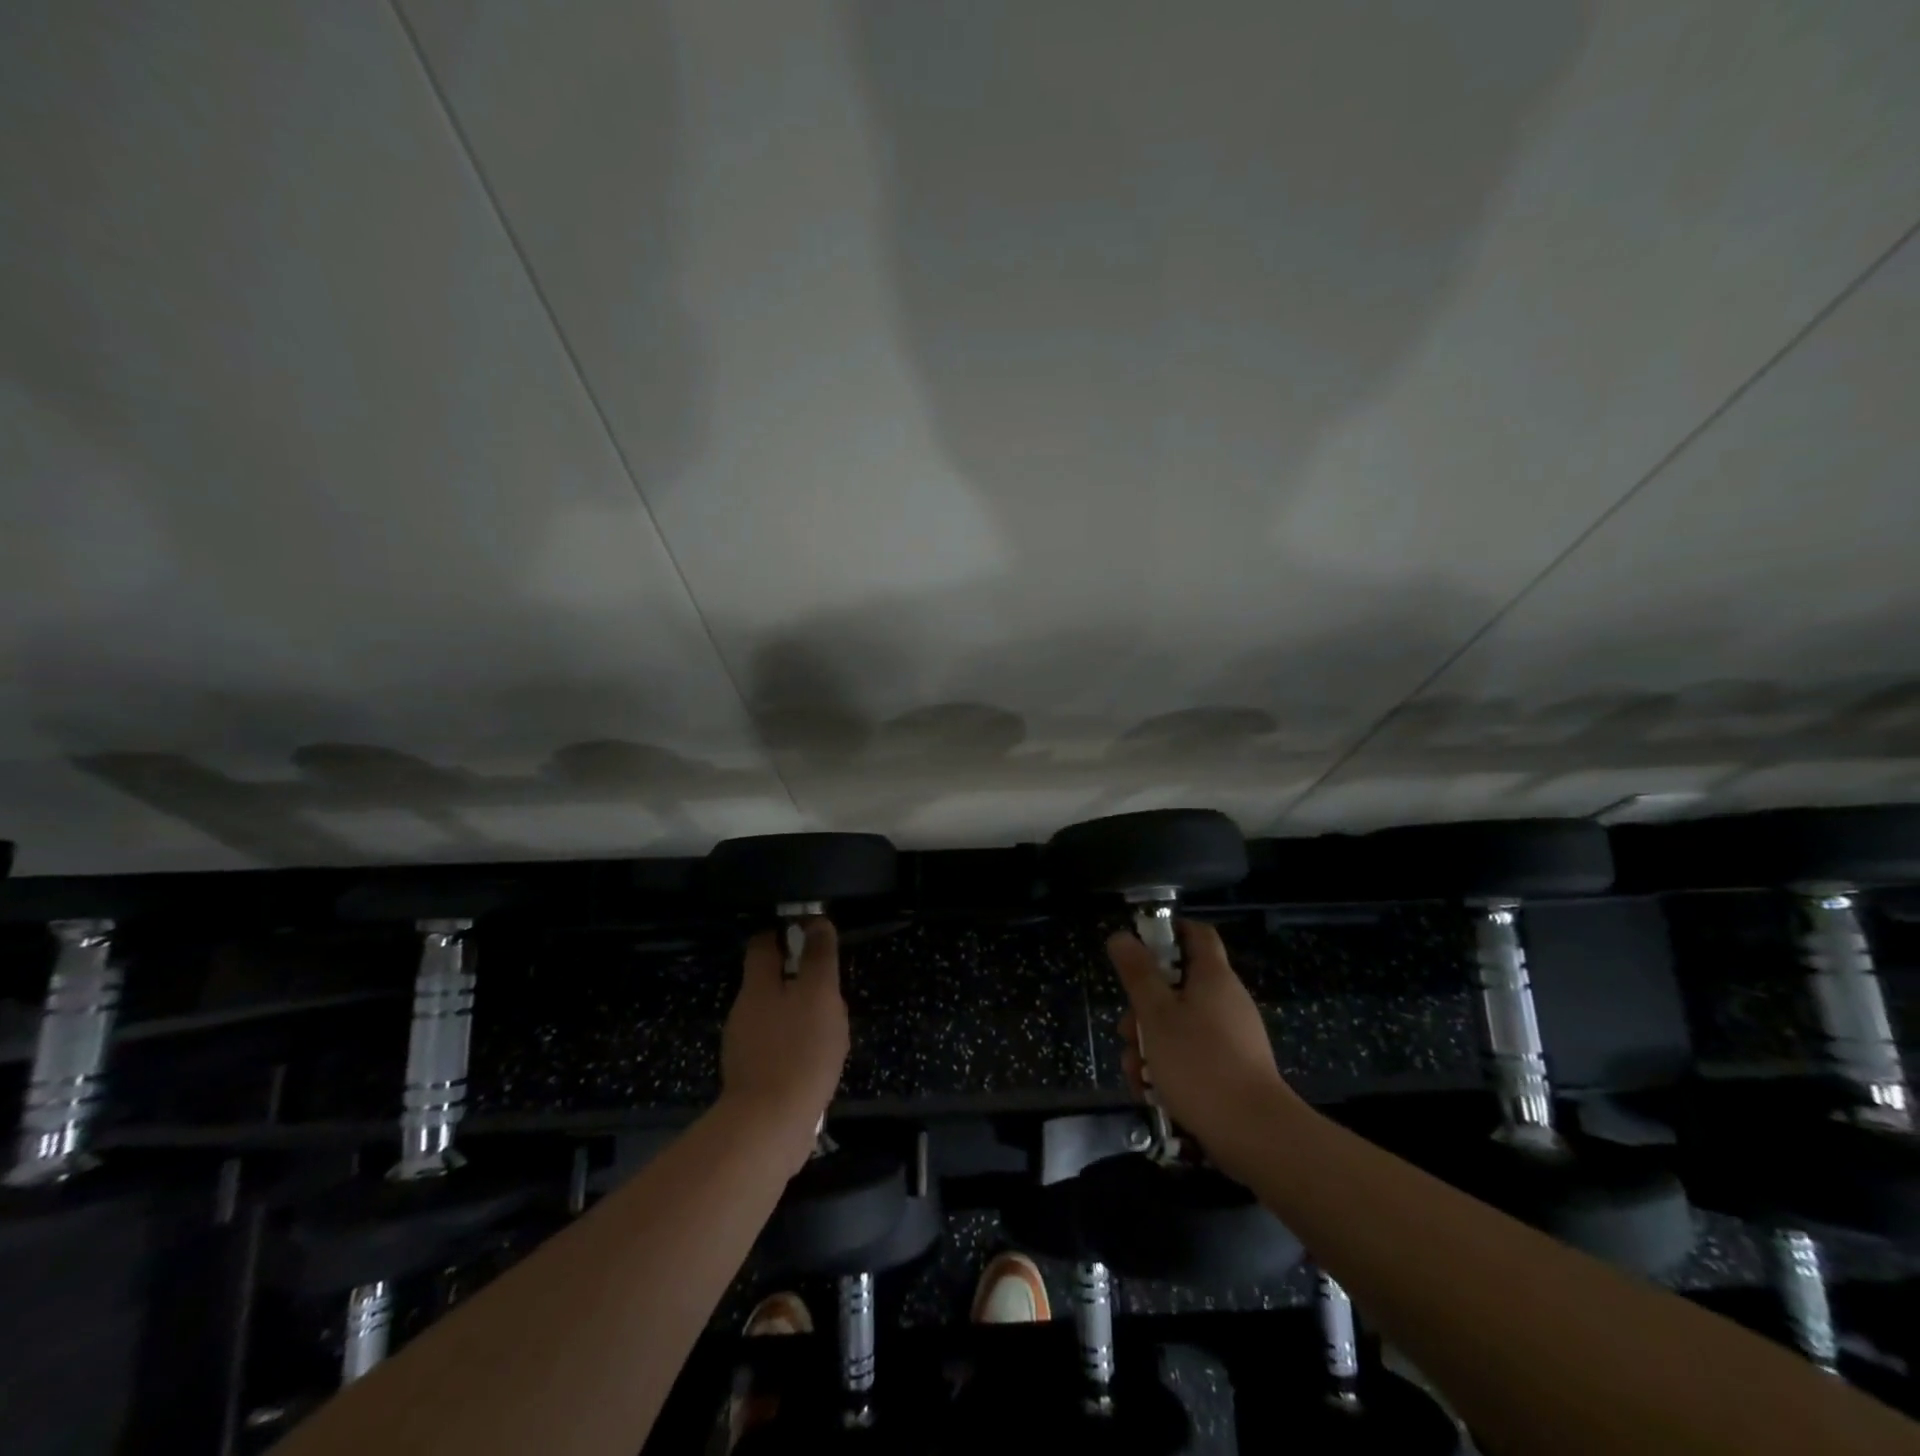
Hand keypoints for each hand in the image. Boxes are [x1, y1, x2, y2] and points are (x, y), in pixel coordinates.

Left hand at [719, 918, 850, 1168]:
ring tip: (827, 1024)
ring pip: (772, 1015)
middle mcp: (743, 1011)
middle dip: (795, 977)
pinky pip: (775, 1048)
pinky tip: (814, 1059)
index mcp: (757, 986)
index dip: (783, 933)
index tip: (808, 933)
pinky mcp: (752, 1077)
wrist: (769, 1126)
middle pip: (767, 981)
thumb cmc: (800, 1050)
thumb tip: (816, 921)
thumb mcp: (819, 994)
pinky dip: (792, 1045)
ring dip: (795, 1014)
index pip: (762, 944)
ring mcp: (743, 1046)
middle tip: (827, 984)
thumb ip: (819, 957)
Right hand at [1109, 919, 1294, 1166]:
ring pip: (1179, 1027)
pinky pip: (1192, 1056)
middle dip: (1144, 1009)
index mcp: (1213, 977)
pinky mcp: (1231, 1071)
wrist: (1254, 1134)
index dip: (1169, 932)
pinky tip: (1151, 1093)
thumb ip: (1137, 973)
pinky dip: (1169, 1069)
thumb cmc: (1199, 1063)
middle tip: (1127, 1032)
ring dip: (1150, 1045)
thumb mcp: (1156, 1014)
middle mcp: (1226, 1001)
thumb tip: (1121, 936)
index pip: (1197, 934)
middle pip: (1177, 988)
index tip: (1139, 946)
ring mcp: (1232, 1038)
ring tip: (1135, 1074)